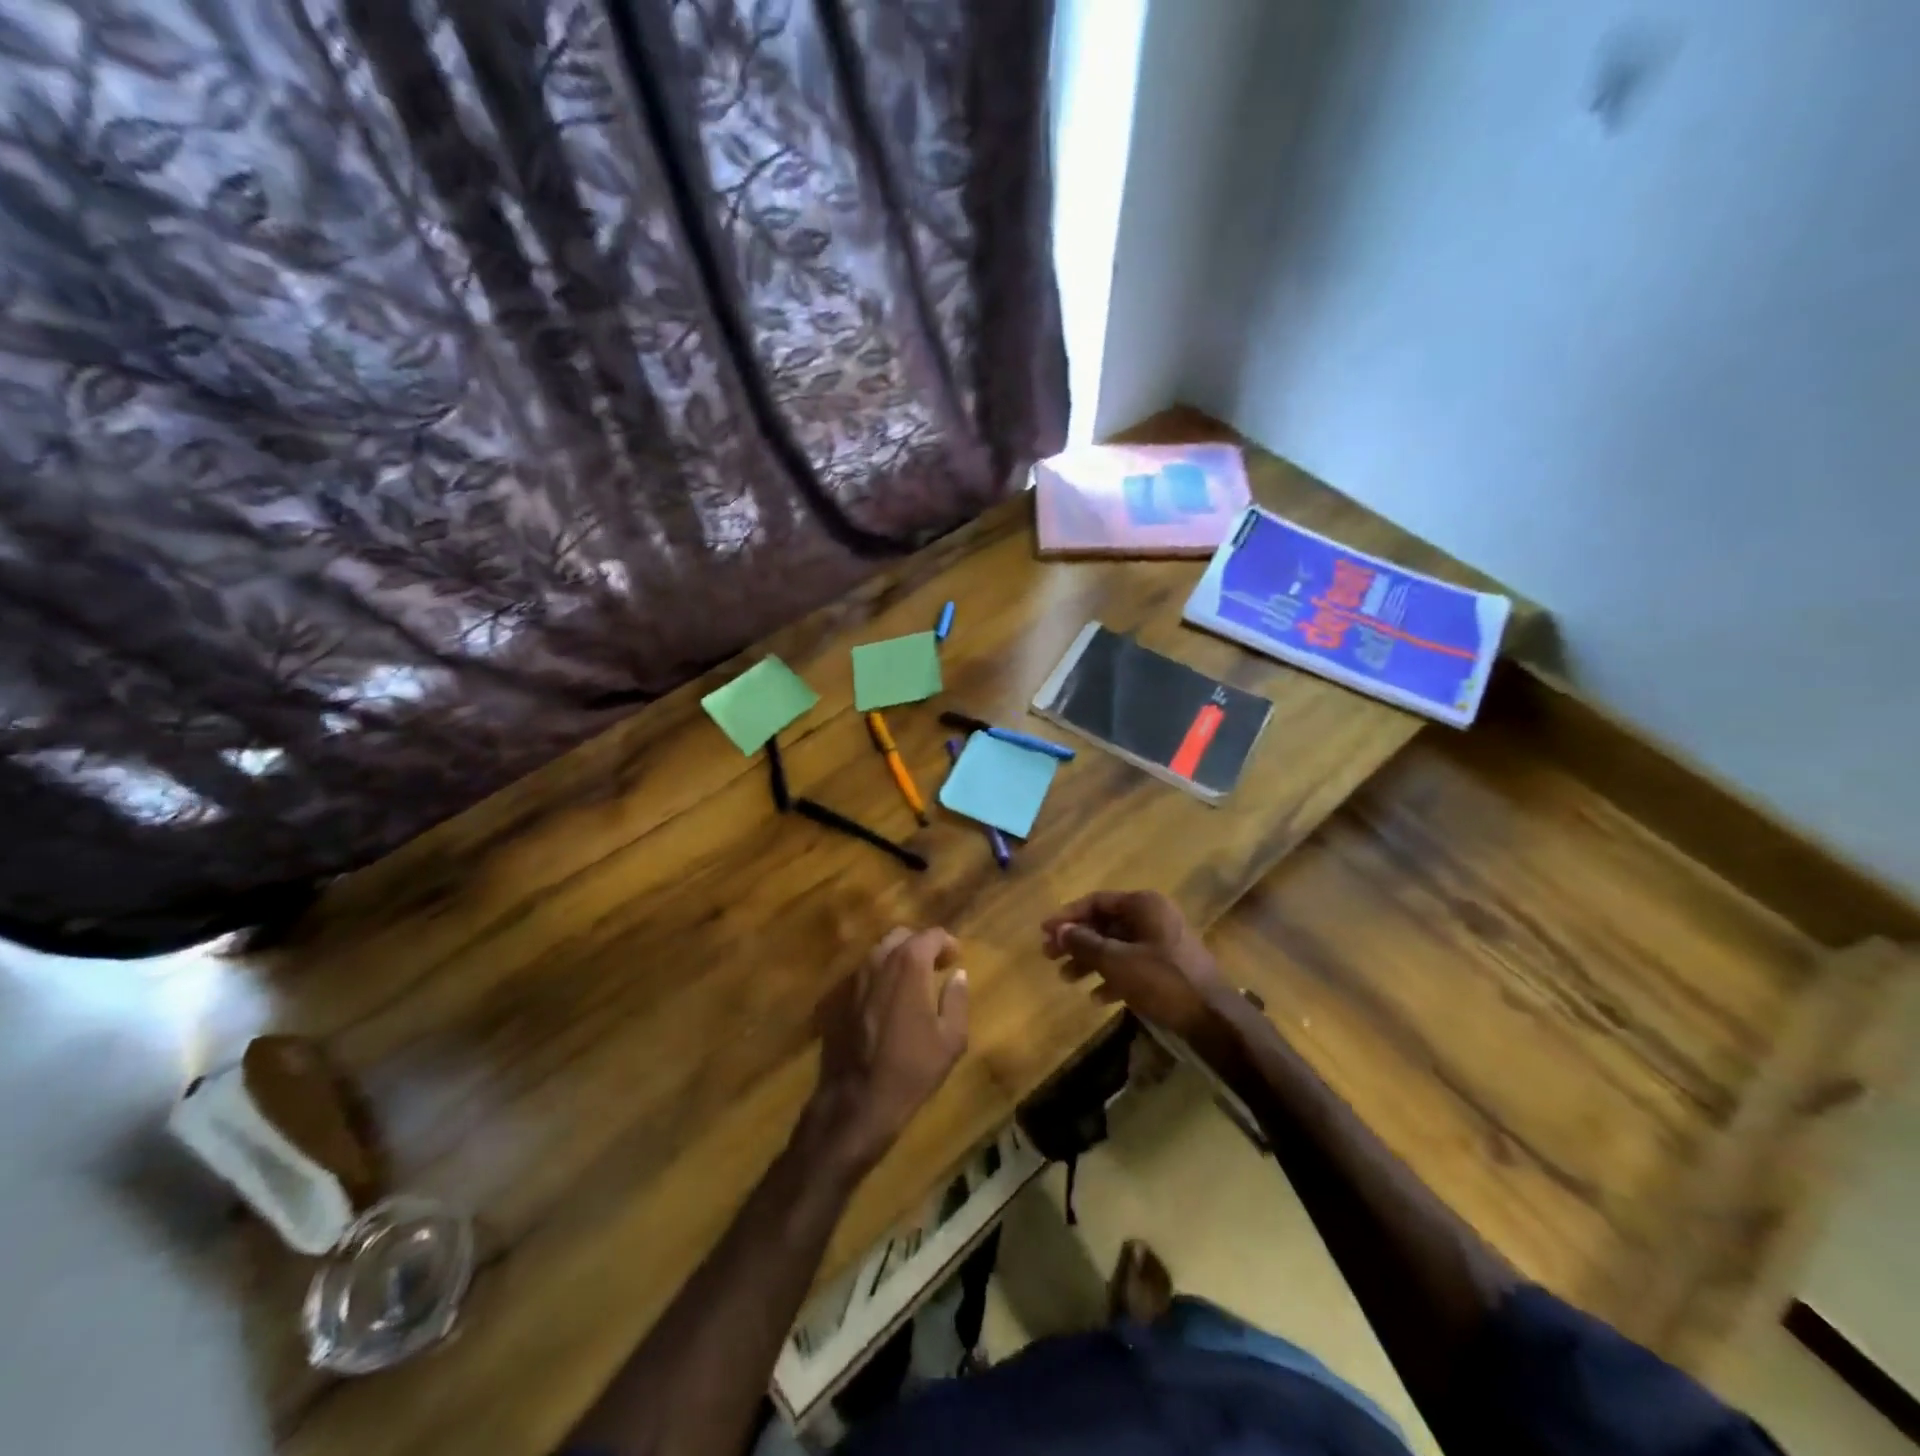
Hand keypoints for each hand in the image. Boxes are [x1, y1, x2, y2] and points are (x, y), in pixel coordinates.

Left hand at [806, 927, 968, 1172]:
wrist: (856, 1101)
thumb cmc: (911, 1069)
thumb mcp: (951, 1039)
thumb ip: (956, 999)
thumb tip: (958, 975)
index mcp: (908, 965)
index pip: (931, 935)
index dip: (947, 943)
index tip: (956, 958)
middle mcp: (877, 961)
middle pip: (901, 937)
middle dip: (920, 945)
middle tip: (935, 966)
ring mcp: (852, 978)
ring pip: (878, 953)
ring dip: (897, 959)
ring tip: (911, 983)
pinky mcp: (835, 998)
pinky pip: (862, 975)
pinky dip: (878, 978)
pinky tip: (885, 1003)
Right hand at [1041, 891, 1228, 1041]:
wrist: (1213, 1019)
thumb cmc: (1163, 981)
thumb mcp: (1118, 962)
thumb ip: (1085, 943)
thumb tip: (1059, 930)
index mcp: (1144, 905)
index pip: (1096, 901)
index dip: (1067, 916)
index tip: (1044, 932)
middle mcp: (1153, 917)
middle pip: (1105, 924)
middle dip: (1076, 941)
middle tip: (1049, 957)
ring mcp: (1162, 943)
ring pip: (1116, 946)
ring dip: (1090, 961)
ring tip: (1066, 979)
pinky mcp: (1168, 967)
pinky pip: (1131, 965)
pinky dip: (1112, 977)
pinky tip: (1096, 998)